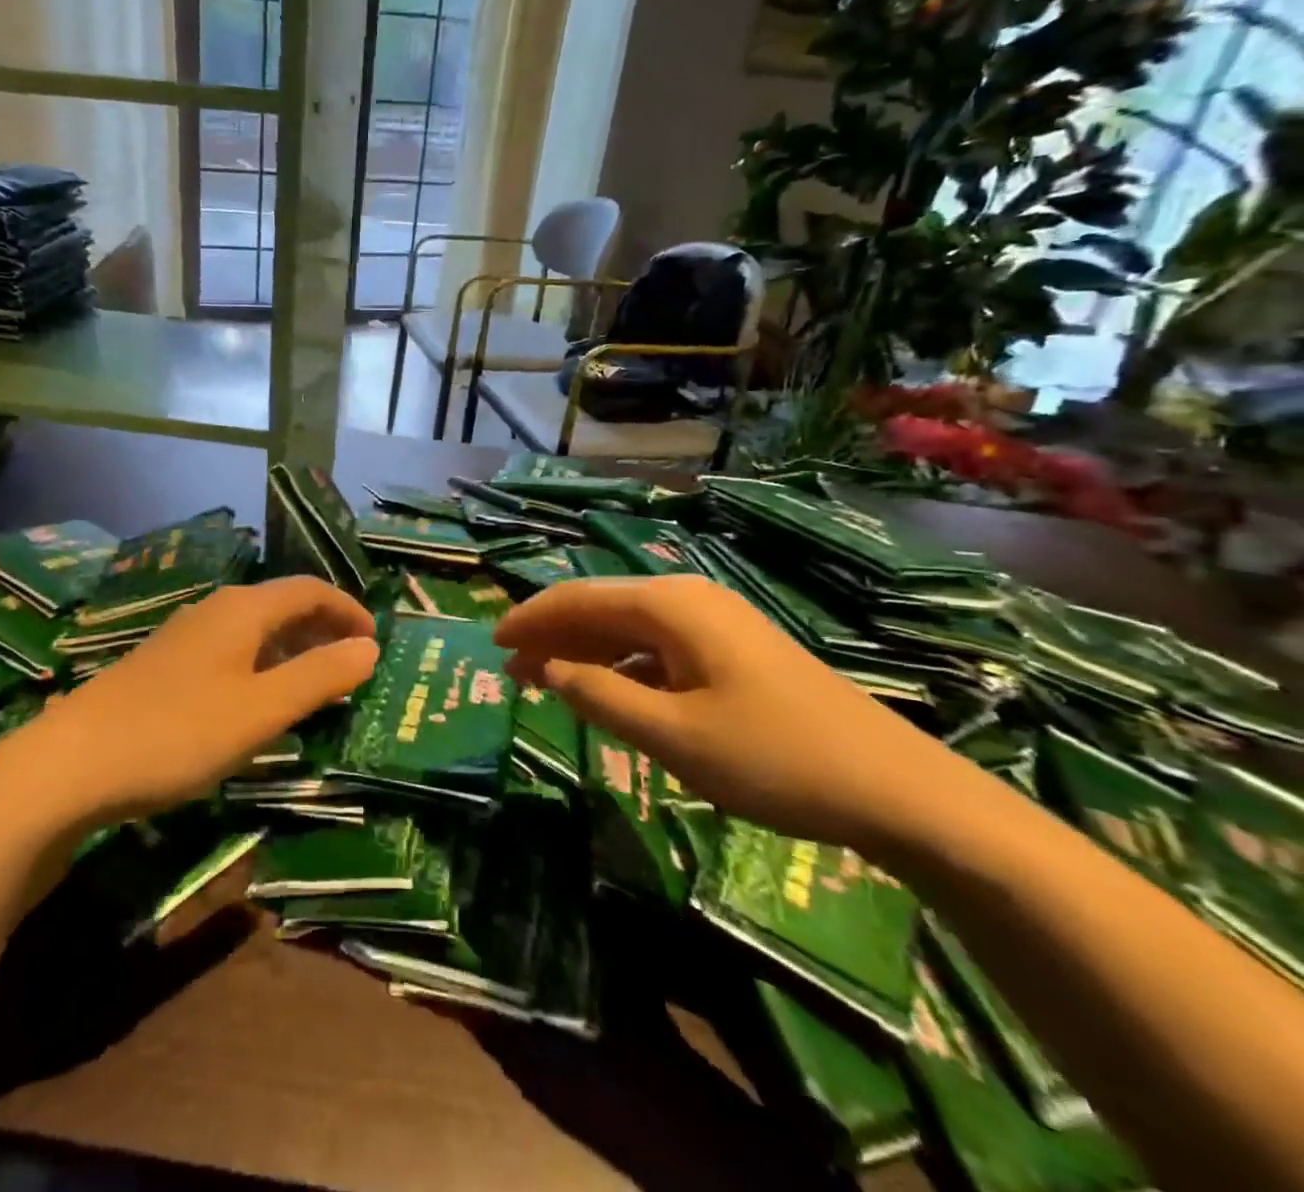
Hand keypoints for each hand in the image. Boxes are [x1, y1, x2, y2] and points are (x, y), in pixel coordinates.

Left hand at [15, 577, 378, 824]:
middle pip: (282, 605)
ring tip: (317, 684)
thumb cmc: (178, 732)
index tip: (376, 641)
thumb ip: (320, 677)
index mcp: (243, 610)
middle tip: (354, 663)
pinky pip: (232, 651)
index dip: (348, 609)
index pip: (309, 589)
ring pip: (255, 630)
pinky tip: (260, 701)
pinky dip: (263, 665)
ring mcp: (185, 636)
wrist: (71, 762)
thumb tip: (370, 649)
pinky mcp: (165, 665)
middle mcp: (216, 610)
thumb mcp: (261, 710)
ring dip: (293, 649)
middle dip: (323, 628)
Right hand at [493, 576, 962, 851]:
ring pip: (627, 627)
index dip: (530, 619)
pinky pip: (657, 647)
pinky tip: (607, 691)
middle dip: (551, 635)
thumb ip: (599, 696)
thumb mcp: (673, 736)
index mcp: (669, 606)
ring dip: (583, 651)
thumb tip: (545, 669)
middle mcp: (687, 599)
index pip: (577, 598)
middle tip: (509, 668)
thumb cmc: (774, 758)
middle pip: (600, 606)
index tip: (491, 644)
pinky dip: (621, 665)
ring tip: (543, 681)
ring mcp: (714, 623)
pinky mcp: (732, 650)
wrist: (897, 789)